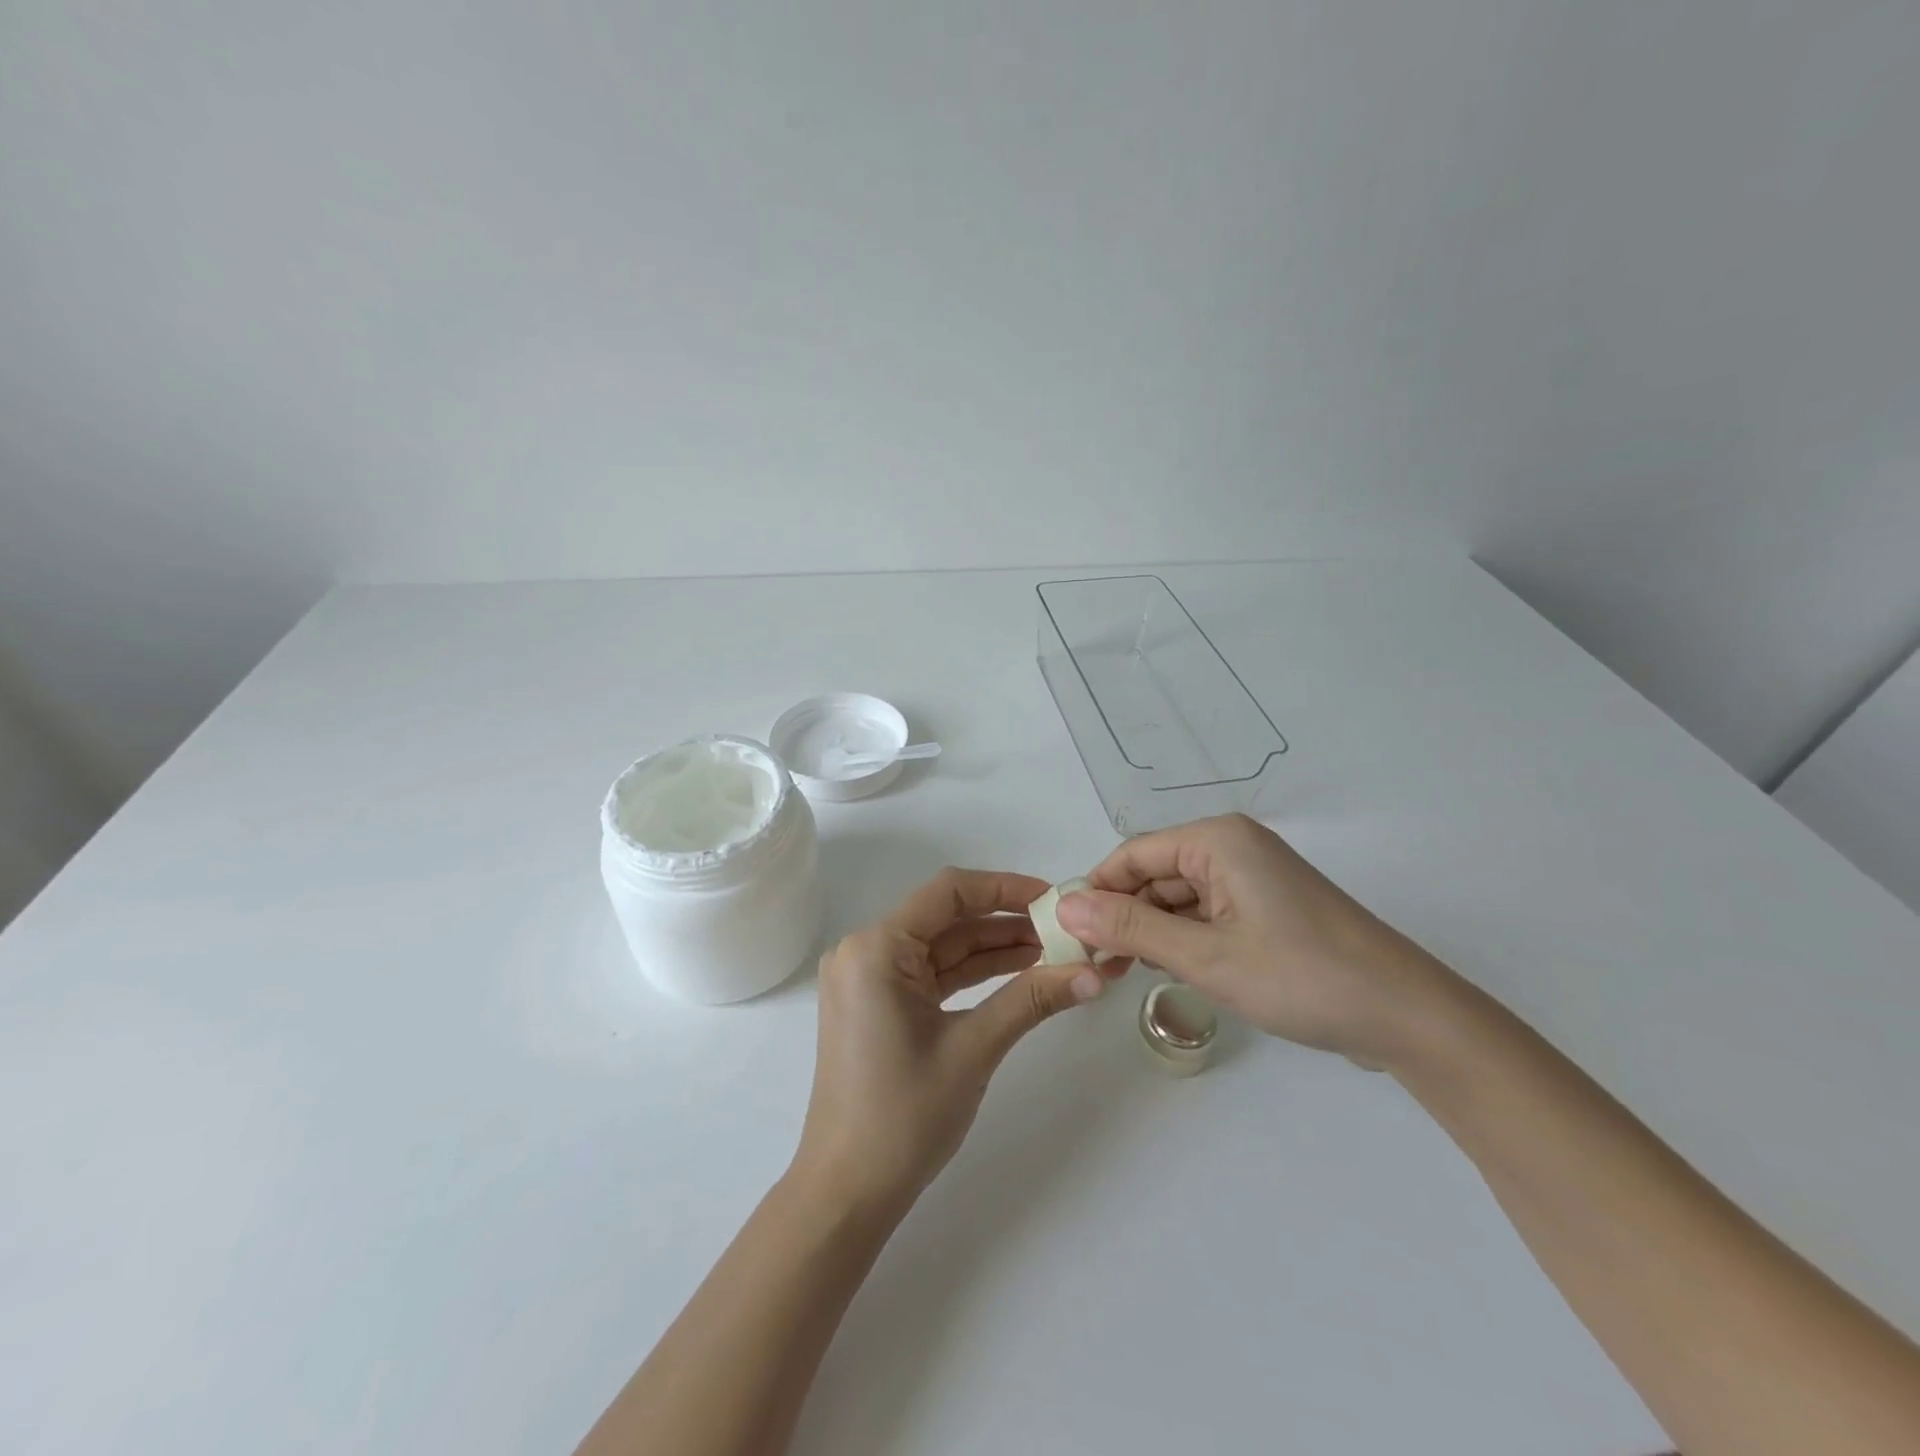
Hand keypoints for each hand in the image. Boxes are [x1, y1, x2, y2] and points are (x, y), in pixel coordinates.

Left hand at [793, 868, 1112, 1215]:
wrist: (847, 1192)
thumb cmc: (903, 1117)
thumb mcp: (973, 1049)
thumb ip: (1031, 1001)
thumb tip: (1095, 974)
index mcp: (876, 947)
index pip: (948, 892)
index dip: (1005, 888)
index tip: (1054, 899)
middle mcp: (866, 951)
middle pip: (947, 919)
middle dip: (1007, 923)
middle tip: (1066, 930)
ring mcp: (869, 978)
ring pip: (942, 948)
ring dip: (995, 949)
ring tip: (1056, 952)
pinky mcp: (878, 1004)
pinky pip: (931, 974)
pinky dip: (973, 974)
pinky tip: (1020, 974)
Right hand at [1055, 814, 1457, 1069]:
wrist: (1407, 1016)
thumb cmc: (1302, 976)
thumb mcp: (1206, 956)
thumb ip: (1131, 927)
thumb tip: (1065, 906)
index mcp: (1217, 840)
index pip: (1132, 854)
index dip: (1096, 891)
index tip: (1067, 933)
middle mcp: (1232, 847)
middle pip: (1154, 873)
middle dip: (1122, 914)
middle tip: (1093, 962)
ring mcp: (1253, 877)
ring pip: (1178, 896)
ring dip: (1151, 929)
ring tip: (1123, 972)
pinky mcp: (1266, 907)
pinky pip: (1206, 912)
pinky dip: (1182, 938)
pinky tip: (1167, 969)